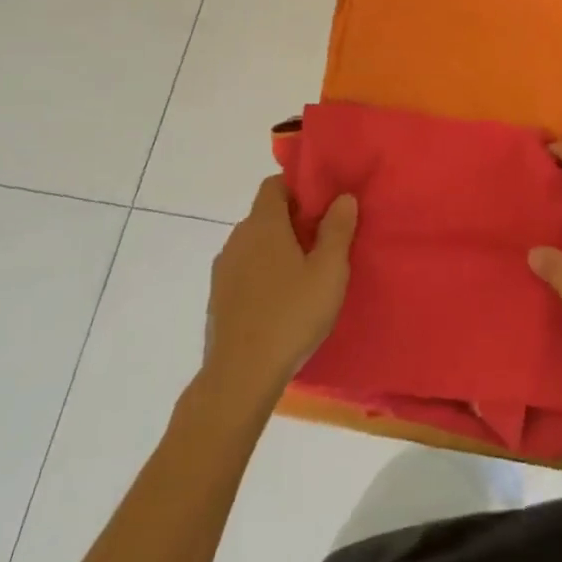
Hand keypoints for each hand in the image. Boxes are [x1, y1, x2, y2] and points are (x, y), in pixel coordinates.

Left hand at [203, 177, 356, 402]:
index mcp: (263, 224)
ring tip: (306, 273)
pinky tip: (282, 300)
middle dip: (293, 220)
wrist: (240, 377)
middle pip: (266, 214)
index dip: (299, 187)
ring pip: (255, 244)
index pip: (274, 184)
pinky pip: (245, 270)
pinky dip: (263, 273)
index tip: (323, 205)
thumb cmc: (291, 314)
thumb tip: (343, 197)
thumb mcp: (329, 270)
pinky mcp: (218, 298)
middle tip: (324, 240)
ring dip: (278, 248)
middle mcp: (237, 238)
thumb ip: (338, 229)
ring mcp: (223, 269)